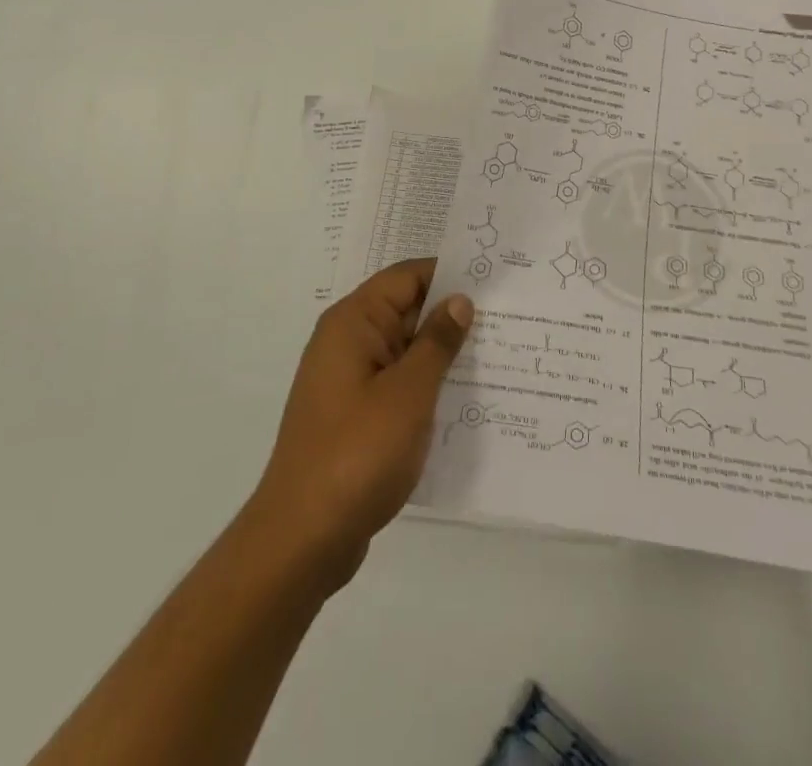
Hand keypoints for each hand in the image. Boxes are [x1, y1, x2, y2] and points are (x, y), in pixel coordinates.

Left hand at [247, 259, 472, 592]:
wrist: (302, 538)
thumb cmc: (357, 453)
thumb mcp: (408, 392)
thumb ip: (437, 342)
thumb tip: (459, 300)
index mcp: (353, 322)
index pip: (406, 277)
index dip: (448, 273)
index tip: (494, 280)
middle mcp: (347, 342)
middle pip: (405, 310)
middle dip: (451, 314)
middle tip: (508, 317)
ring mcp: (349, 381)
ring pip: (404, 350)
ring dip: (442, 353)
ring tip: (498, 354)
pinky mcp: (354, 415)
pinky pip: (397, 383)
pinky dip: (427, 384)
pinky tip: (465, 398)